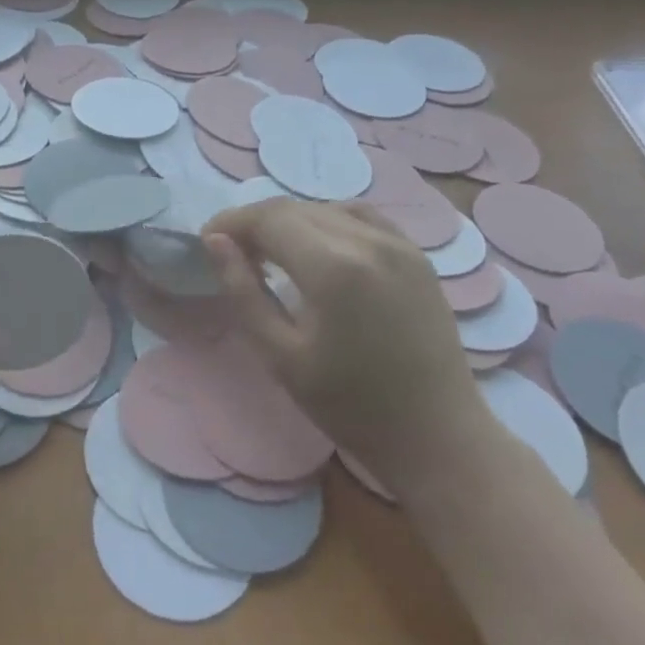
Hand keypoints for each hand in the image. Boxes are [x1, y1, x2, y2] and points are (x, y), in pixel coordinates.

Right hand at [202, 199, 485, 493]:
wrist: (438, 436)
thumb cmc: (350, 405)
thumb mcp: (280, 356)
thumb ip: (243, 291)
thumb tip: (215, 242)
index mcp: (333, 267)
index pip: (268, 218)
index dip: (231, 223)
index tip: (207, 241)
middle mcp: (368, 240)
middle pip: (295, 208)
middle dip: (255, 222)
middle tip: (232, 251)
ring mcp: (398, 244)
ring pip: (325, 208)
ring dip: (290, 221)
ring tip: (271, 253)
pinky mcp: (416, 254)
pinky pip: (360, 217)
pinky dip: (328, 221)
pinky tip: (318, 250)